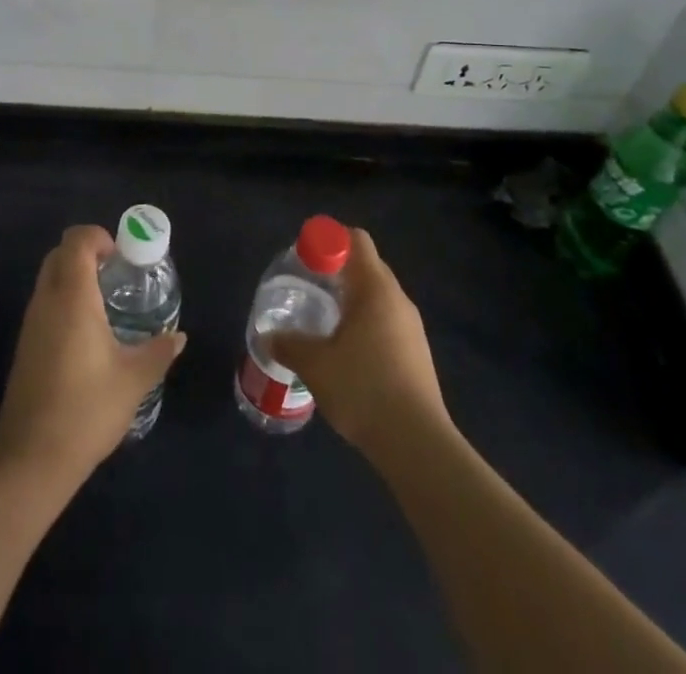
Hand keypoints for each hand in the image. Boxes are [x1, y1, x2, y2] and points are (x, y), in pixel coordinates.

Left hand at [0, 225, 185, 487]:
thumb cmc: (87, 409)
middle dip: (86, 253)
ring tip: (106, 304)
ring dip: (74, 277)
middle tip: (116, 274)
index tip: (121, 257)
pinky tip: (87, 333)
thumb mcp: (134, 379)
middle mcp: (47, 300)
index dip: (98, 237)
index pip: (76, 240)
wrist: (32, 458)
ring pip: (49, 278)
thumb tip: (178, 336)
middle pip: (59, 254)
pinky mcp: (25, 344)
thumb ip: (158, 351)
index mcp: (72, 297)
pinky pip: (44, 303)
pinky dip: (64, 300)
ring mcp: (31, 323)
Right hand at [264, 227, 448, 455]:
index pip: (356, 240)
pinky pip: (387, 322)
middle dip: (338, 269)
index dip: (329, 240)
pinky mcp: (417, 355)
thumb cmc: (364, 389)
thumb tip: (267, 337)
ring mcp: (412, 328)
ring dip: (352, 299)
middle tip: (308, 285)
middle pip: (367, 266)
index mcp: (376, 289)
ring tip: (323, 320)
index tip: (305, 257)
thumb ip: (289, 345)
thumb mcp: (315, 365)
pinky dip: (365, 323)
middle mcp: (398, 300)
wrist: (417, 444)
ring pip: (378, 297)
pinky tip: (346, 351)